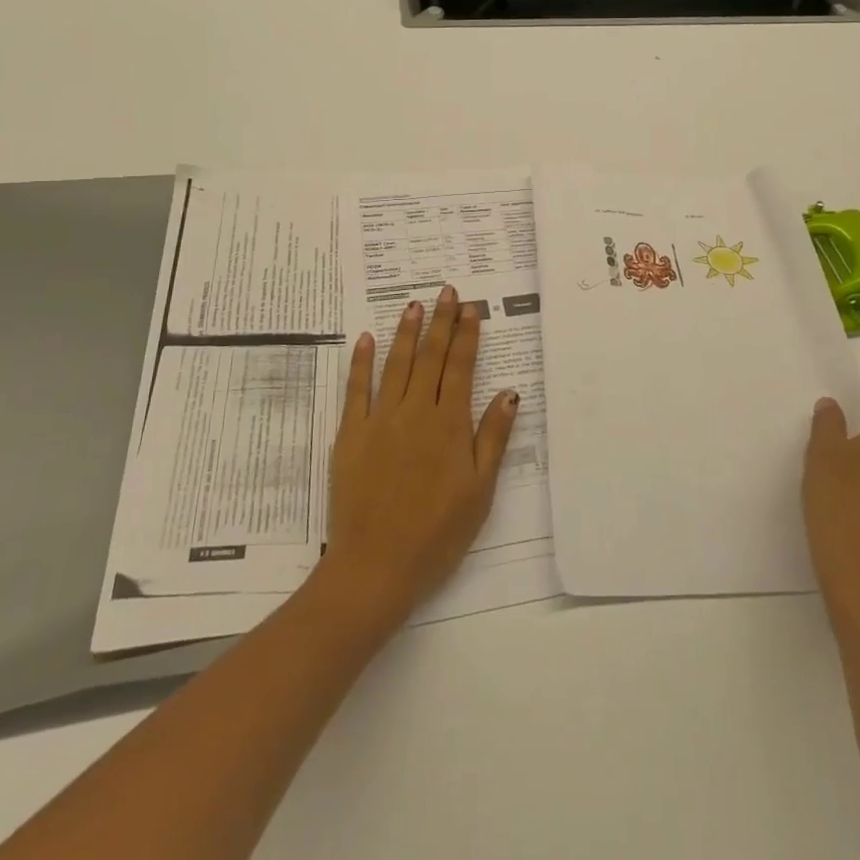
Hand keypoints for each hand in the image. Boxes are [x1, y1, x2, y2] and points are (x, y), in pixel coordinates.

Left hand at [316, 288, 520, 631]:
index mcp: (450, 425)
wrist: (375, 568)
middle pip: (430, 357)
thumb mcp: (479, 491)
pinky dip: (361, 362)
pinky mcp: (350, 435)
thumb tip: (509, 393)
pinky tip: (366, 338)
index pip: (461, 368)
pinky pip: (356, 390)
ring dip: (406, 332)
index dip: (466, 336)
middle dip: (440, 322)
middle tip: (446, 291)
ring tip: (414, 304)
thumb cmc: (437, 534)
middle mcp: (416, 412)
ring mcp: (380, 421)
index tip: (470, 309)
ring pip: (396, 365)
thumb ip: (493, 438)